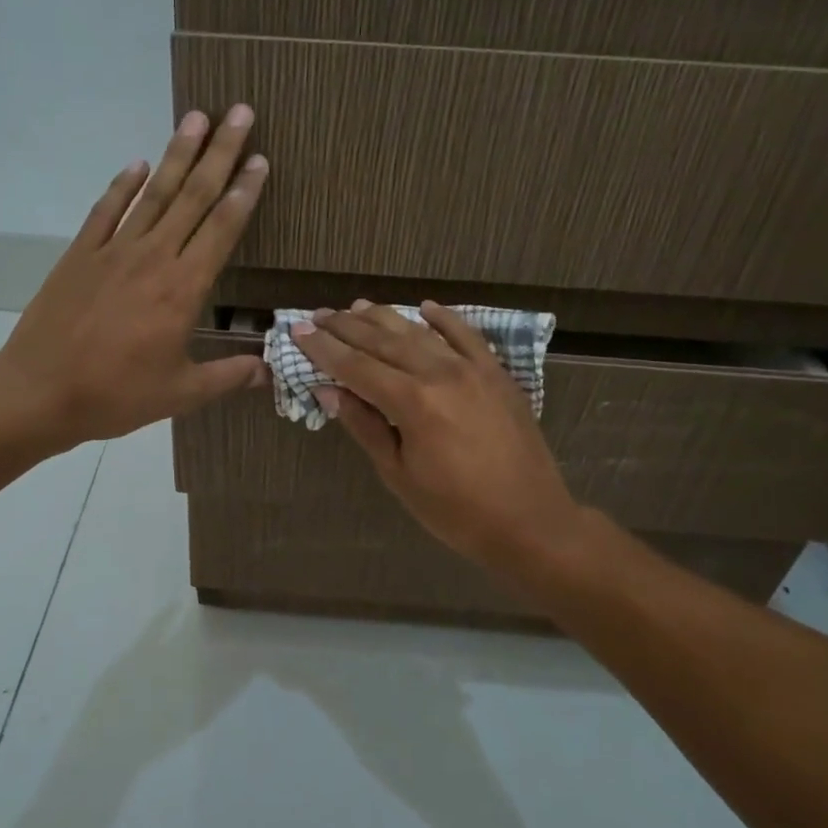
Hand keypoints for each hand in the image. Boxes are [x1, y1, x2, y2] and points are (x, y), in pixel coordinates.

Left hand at [0, 105, 268, 449]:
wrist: (40, 390)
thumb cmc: (116, 394)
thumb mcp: (180, 393)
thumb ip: (227, 376)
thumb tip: (268, 371)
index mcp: (183, 290)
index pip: (222, 229)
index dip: (244, 193)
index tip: (260, 160)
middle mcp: (153, 258)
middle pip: (193, 196)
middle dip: (220, 153)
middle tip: (240, 113)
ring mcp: (113, 251)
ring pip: (153, 193)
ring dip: (177, 153)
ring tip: (197, 117)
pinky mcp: (80, 254)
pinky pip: (106, 210)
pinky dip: (122, 185)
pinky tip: (136, 163)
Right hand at [294, 300, 584, 571]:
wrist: (529, 521)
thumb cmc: (455, 510)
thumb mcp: (399, 475)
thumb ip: (365, 426)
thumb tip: (329, 391)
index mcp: (412, 402)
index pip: (356, 366)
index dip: (324, 348)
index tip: (298, 332)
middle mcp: (440, 373)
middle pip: (384, 341)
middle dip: (347, 326)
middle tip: (319, 315)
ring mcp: (473, 369)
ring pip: (421, 332)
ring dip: (386, 318)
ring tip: (357, 307)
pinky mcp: (498, 374)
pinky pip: (467, 336)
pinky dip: (444, 319)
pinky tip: (426, 307)